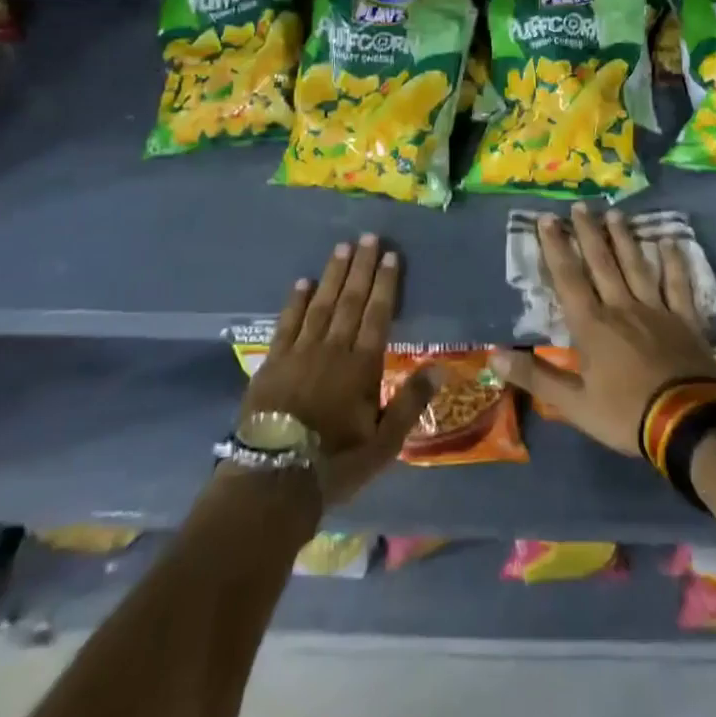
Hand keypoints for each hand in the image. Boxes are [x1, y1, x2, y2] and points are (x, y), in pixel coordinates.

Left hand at [240, 234, 434, 506]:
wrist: (274, 479)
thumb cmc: (336, 463)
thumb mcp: (385, 443)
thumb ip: (411, 401)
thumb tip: (442, 366)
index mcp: (362, 365)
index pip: (378, 314)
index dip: (386, 283)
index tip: (391, 255)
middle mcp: (333, 349)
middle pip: (350, 300)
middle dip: (362, 267)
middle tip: (368, 237)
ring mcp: (300, 352)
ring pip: (321, 304)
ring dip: (332, 274)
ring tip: (342, 248)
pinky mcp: (273, 361)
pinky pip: (287, 322)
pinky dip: (296, 301)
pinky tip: (302, 282)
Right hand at [490, 205, 715, 456]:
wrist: (686, 424)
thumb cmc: (625, 414)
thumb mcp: (573, 404)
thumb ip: (535, 377)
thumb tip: (494, 354)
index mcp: (592, 326)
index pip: (568, 278)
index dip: (556, 247)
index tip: (547, 219)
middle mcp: (622, 307)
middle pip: (603, 263)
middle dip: (588, 233)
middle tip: (580, 206)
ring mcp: (656, 310)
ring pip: (637, 266)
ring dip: (624, 239)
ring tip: (615, 214)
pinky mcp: (685, 320)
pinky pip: (678, 284)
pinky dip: (674, 262)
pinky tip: (670, 242)